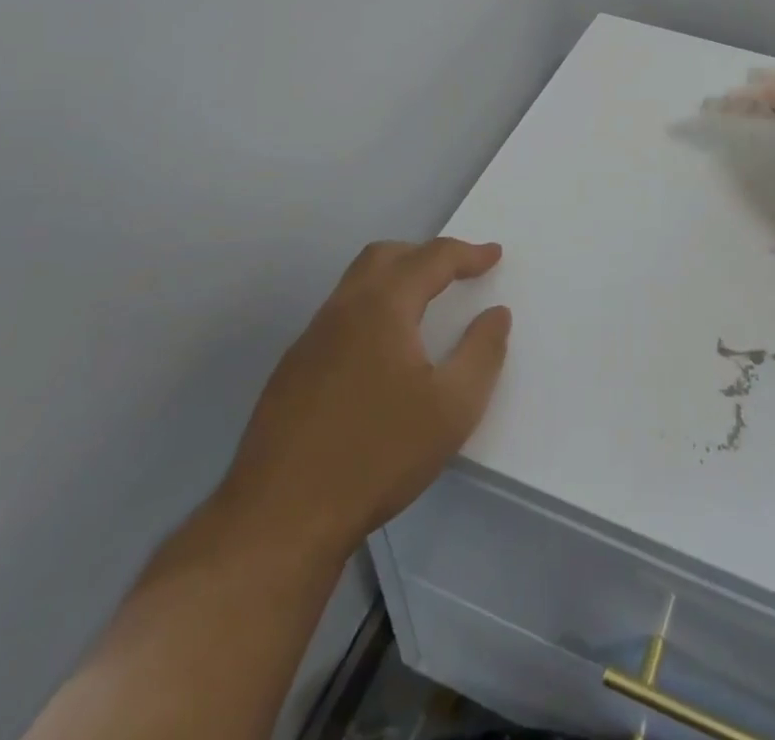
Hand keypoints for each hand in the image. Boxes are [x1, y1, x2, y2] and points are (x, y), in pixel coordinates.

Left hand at [215, 238, 511, 560]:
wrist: (279, 520)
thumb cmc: (377, 456)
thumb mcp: (452, 408)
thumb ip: (482, 353)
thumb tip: (495, 314)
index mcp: (381, 307)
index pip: (431, 259)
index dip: (467, 253)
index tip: (494, 254)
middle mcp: (341, 310)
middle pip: (385, 256)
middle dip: (425, 255)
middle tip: (456, 272)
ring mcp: (309, 340)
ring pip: (356, 285)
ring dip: (395, 281)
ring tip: (424, 308)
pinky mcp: (291, 372)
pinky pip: (339, 318)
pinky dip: (372, 312)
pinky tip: (382, 355)